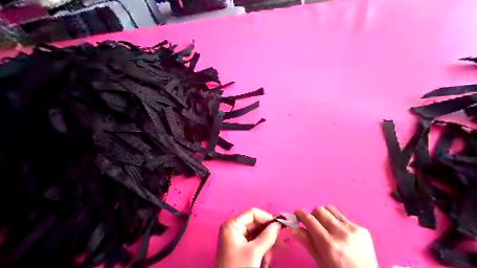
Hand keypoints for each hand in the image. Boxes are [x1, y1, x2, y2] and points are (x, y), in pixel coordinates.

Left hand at [216, 209, 282, 266]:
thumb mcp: (254, 252)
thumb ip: (267, 236)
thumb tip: (279, 223)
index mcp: (232, 225)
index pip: (252, 213)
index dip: (267, 217)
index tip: (280, 225)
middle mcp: (233, 228)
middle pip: (255, 224)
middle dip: (267, 235)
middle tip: (279, 244)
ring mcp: (235, 238)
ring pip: (256, 235)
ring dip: (265, 246)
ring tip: (268, 260)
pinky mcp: (239, 247)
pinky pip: (253, 243)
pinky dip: (261, 251)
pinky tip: (264, 262)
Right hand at [292, 207, 378, 266]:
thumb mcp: (319, 260)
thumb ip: (306, 242)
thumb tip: (292, 228)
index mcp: (328, 243)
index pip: (310, 219)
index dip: (300, 214)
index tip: (297, 214)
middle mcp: (341, 233)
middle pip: (320, 210)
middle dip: (313, 214)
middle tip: (312, 223)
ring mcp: (353, 229)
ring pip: (331, 209)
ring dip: (325, 215)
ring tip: (326, 226)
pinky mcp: (362, 228)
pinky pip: (343, 217)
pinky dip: (338, 222)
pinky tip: (341, 233)